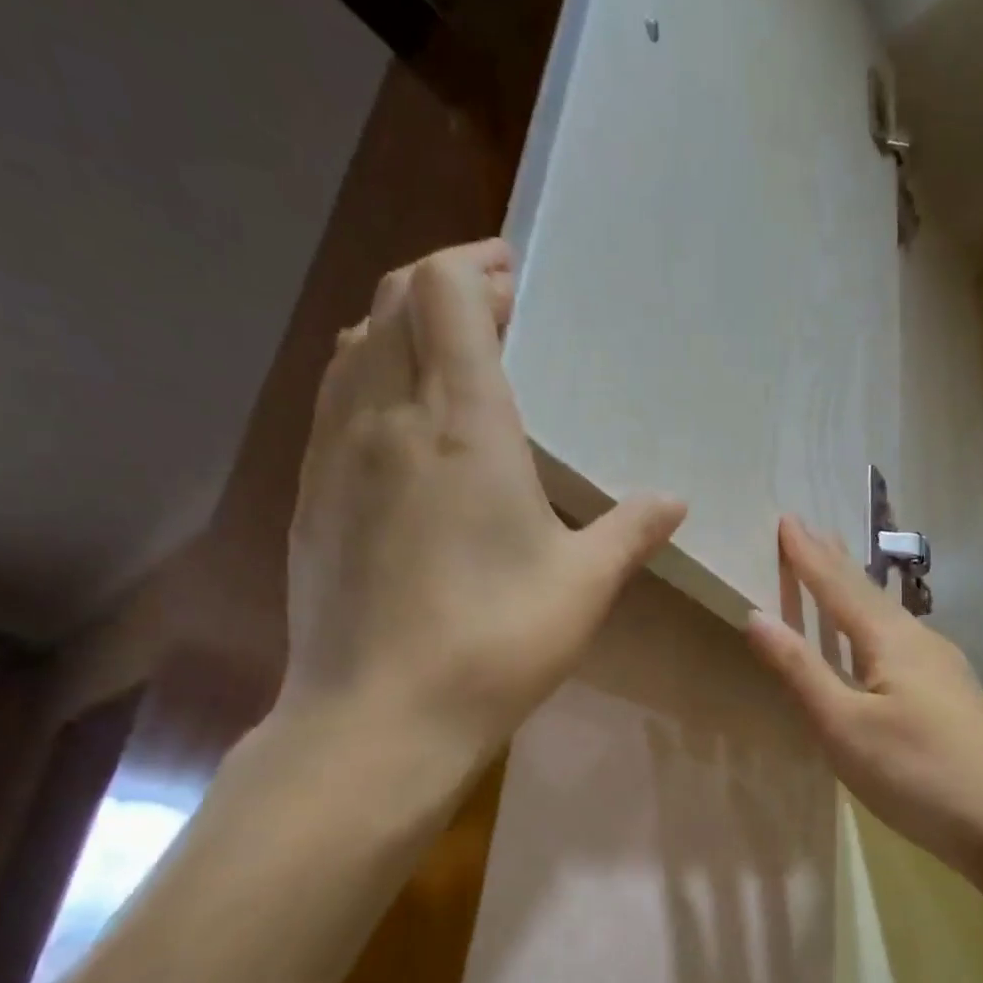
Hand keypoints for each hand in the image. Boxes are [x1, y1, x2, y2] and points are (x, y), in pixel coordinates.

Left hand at [280, 239, 685, 758]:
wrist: (379, 717)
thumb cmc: (494, 644)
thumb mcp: (583, 587)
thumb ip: (630, 530)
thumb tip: (672, 501)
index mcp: (460, 425)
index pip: (445, 292)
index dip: (477, 266)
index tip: (517, 279)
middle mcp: (385, 416)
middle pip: (394, 301)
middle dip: (446, 286)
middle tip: (499, 311)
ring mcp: (334, 453)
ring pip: (354, 345)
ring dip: (401, 327)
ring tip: (451, 357)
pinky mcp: (310, 494)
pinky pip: (334, 398)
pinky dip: (370, 376)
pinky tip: (404, 424)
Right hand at [745, 516, 982, 874]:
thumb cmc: (915, 773)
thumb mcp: (843, 726)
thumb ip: (800, 669)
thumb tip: (756, 614)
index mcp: (891, 640)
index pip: (838, 586)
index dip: (808, 555)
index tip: (786, 519)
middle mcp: (920, 640)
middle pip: (868, 592)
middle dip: (834, 561)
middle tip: (809, 529)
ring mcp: (943, 666)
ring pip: (888, 615)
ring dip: (855, 590)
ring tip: (835, 570)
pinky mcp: (950, 693)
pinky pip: (900, 639)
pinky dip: (873, 623)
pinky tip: (877, 637)